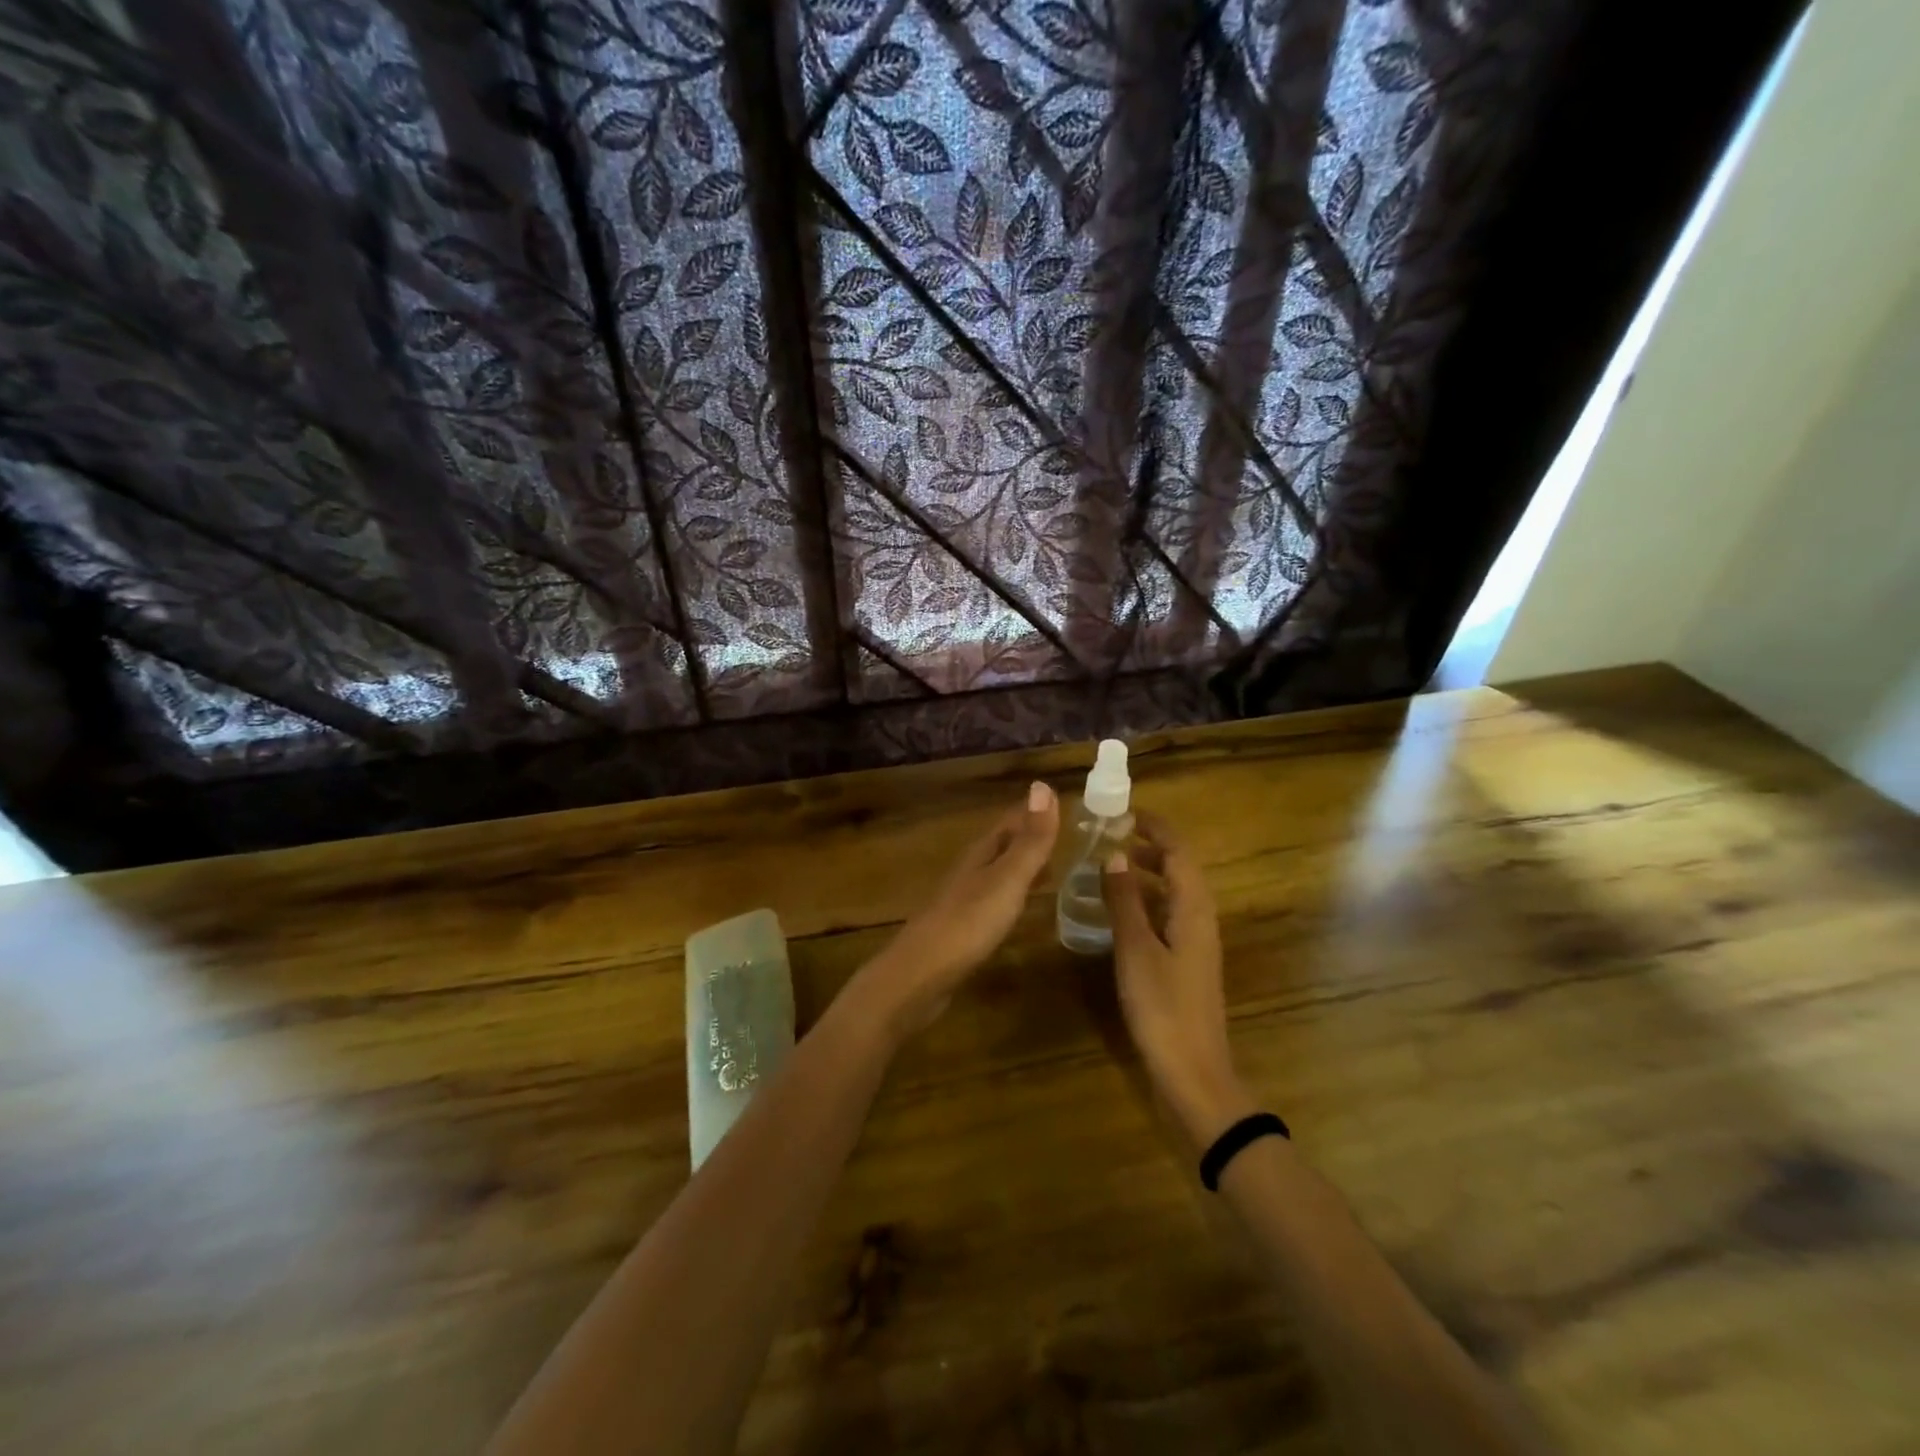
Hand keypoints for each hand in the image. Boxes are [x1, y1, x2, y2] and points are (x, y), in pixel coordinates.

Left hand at [854, 781, 1059, 1037]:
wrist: (920, 975)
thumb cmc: (969, 923)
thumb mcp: (1007, 879)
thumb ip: (1029, 840)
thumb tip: (1042, 785)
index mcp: (981, 854)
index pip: (1011, 822)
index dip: (1035, 812)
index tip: (1062, 801)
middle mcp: (970, 870)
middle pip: (1003, 845)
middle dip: (1030, 838)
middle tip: (1064, 835)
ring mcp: (963, 900)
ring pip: (998, 873)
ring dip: (1022, 867)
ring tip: (1051, 870)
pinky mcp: (962, 929)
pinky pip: (993, 900)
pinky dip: (1013, 895)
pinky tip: (1020, 908)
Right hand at [1100, 814, 1250, 1143]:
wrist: (1193, 1072)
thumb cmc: (1163, 1007)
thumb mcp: (1136, 950)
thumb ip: (1124, 901)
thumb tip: (1115, 854)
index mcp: (1193, 909)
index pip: (1178, 852)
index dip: (1155, 828)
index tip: (1124, 812)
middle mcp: (1200, 918)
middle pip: (1179, 869)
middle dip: (1149, 847)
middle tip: (1109, 836)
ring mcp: (1195, 942)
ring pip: (1172, 893)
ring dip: (1145, 874)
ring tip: (1108, 866)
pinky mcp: (1186, 963)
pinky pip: (1166, 915)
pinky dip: (1145, 901)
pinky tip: (1118, 912)